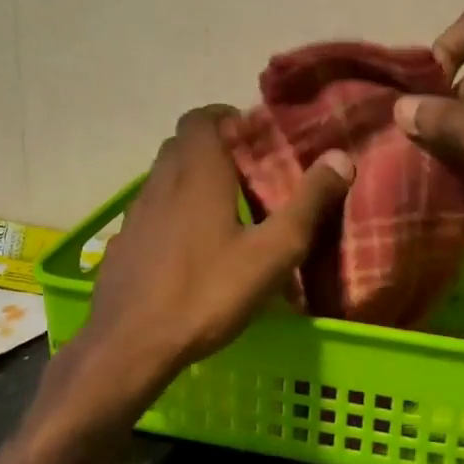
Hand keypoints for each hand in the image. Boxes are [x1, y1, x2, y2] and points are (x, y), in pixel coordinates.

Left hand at [47, 107, 353, 423]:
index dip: (224, 117)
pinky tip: (189, 247)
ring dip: (189, 179)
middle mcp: (160, 182)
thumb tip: (340, 158)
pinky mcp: (122, 243)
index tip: (252, 137)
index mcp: (196, 173)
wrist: (129, 345)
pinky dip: (171, 211)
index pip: (200, 118)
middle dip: (212, 147)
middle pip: (181, 144)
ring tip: (223, 209)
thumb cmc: (206, 293)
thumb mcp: (272, 253)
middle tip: (246, 171)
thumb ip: (308, 203)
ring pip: (163, 177)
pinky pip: (150, 210)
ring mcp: (135, 213)